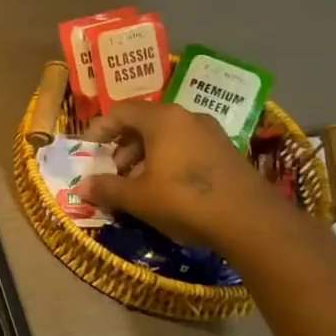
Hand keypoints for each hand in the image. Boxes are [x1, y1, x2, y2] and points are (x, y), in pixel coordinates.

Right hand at [76, 100, 288, 252]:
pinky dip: (169, 161)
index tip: (88, 149)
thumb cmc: (186, 201)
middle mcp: (187, 117)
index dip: (99, 129)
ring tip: (136, 183)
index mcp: (162, 119)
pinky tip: (166, 189)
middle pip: (144, 122)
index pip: (120, 111)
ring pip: (167, 136)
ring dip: (145, 155)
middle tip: (112, 170)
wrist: (254, 223)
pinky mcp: (227, 153)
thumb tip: (81, 187)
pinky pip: (187, 147)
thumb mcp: (138, 198)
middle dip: (123, 146)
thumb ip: (107, 188)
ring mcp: (212, 133)